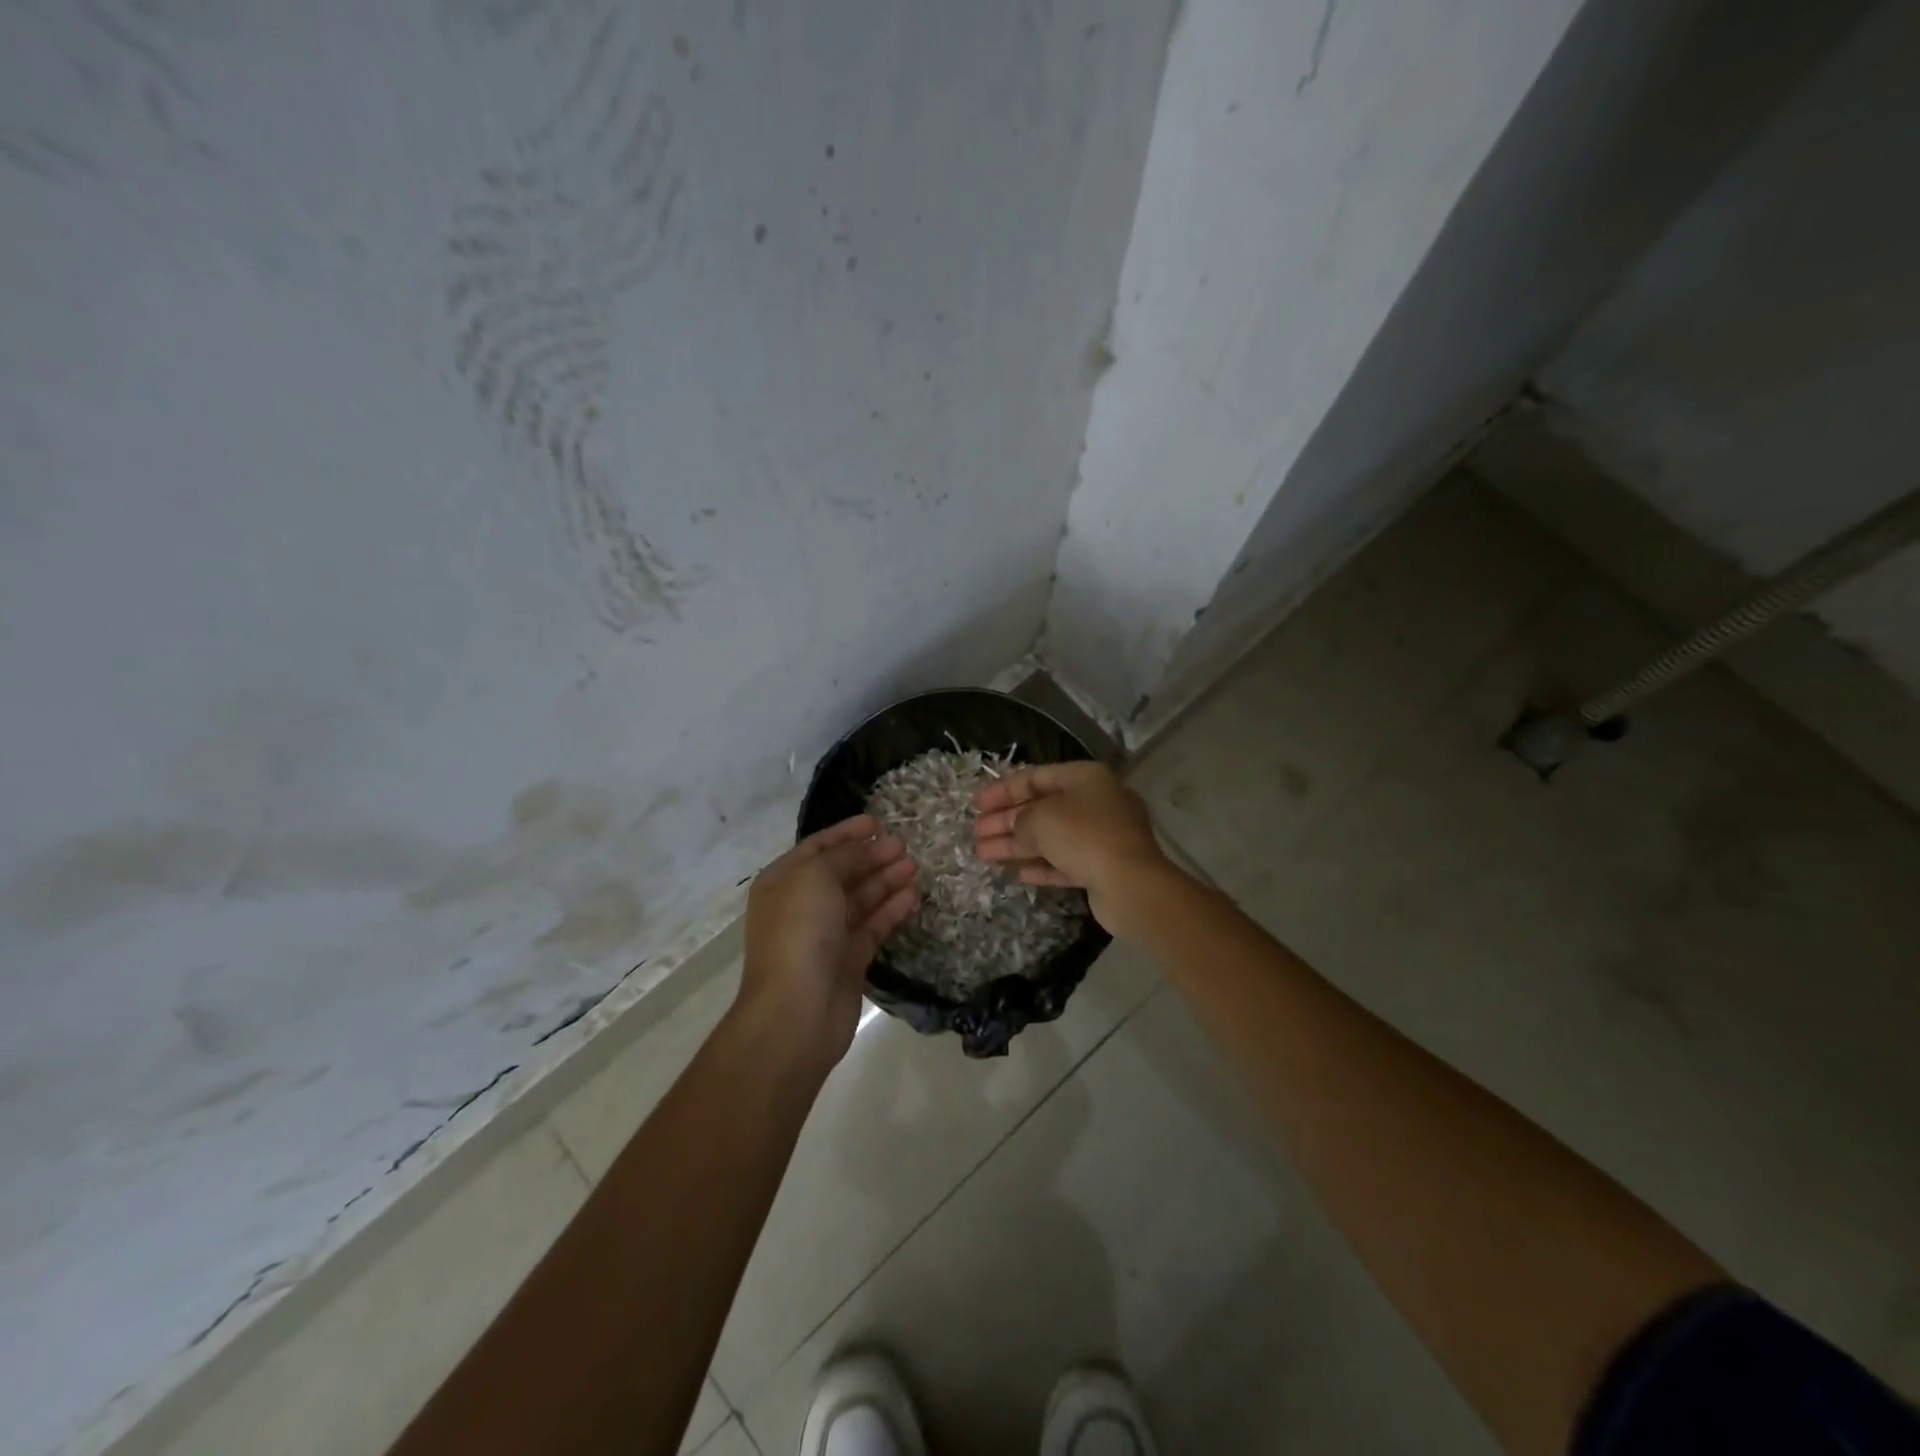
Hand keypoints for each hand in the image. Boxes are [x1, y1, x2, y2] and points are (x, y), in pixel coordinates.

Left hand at [739, 815, 917, 1064]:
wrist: (796, 1010)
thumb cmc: (800, 932)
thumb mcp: (816, 877)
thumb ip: (843, 856)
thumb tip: (864, 847)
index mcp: (783, 882)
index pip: (817, 848)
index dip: (846, 833)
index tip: (877, 821)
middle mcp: (801, 905)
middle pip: (841, 872)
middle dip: (871, 856)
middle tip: (903, 845)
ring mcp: (825, 935)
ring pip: (859, 899)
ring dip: (885, 880)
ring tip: (914, 866)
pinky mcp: (848, 960)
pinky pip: (872, 927)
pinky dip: (891, 911)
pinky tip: (913, 896)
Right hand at [973, 761, 1170, 936]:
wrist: (1131, 885)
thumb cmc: (1084, 836)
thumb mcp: (1040, 820)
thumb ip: (1019, 822)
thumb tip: (1015, 831)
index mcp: (1085, 778)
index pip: (1036, 777)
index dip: (1003, 789)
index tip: (975, 804)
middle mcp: (1096, 802)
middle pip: (1042, 808)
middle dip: (1006, 820)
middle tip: (975, 832)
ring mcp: (1101, 836)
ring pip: (1050, 837)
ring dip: (1016, 845)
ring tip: (982, 855)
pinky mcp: (1102, 868)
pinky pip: (1064, 862)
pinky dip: (1040, 865)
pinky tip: (1016, 873)